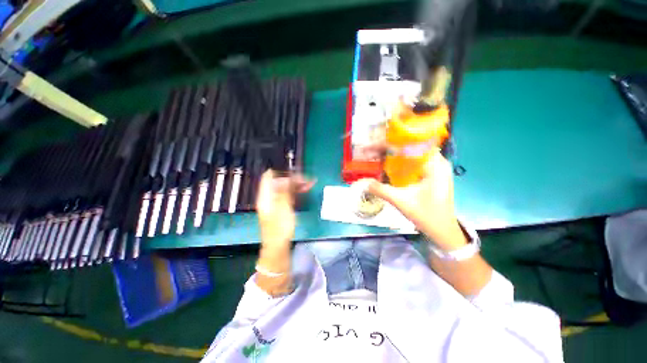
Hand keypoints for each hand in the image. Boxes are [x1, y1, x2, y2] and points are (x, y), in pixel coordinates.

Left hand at [256, 169, 314, 250]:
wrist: (278, 247)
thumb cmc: (279, 228)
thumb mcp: (283, 208)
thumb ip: (285, 191)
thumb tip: (287, 178)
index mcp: (265, 196)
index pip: (269, 177)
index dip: (280, 171)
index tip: (294, 171)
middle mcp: (269, 197)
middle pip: (279, 182)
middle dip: (293, 179)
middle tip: (307, 179)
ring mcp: (275, 203)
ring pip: (285, 189)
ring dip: (297, 185)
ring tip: (310, 184)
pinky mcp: (281, 208)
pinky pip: (288, 196)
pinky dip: (296, 192)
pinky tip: (305, 191)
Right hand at [359, 151, 466, 249]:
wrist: (442, 231)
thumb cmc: (427, 216)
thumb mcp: (402, 202)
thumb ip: (381, 190)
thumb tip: (363, 182)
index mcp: (435, 164)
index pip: (415, 142)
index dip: (395, 140)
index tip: (378, 142)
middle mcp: (438, 162)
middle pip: (413, 146)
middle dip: (392, 147)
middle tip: (374, 148)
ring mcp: (435, 168)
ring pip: (413, 154)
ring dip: (396, 154)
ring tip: (378, 154)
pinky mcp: (430, 175)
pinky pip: (414, 163)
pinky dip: (400, 163)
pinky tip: (389, 166)